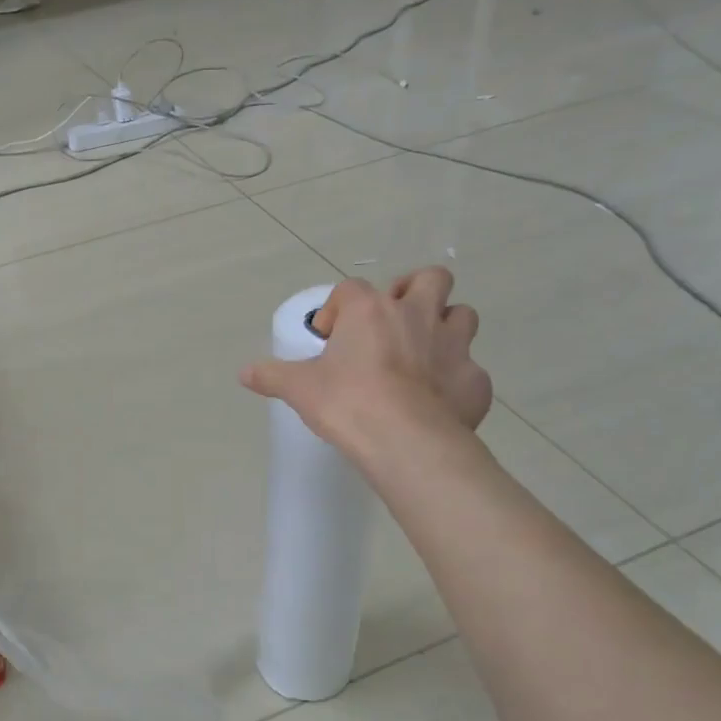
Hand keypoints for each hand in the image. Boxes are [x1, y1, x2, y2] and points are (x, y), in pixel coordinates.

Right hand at [241, 268, 492, 463]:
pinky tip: (438, 401)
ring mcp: (454, 345)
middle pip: (429, 279)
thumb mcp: (299, 389)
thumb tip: (244, 372)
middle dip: (414, 292)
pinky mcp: (475, 380)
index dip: (337, 309)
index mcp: (370, 310)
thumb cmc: (348, 403)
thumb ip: (271, 375)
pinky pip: (470, 370)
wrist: (406, 441)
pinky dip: (456, 379)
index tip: (328, 338)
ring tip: (423, 355)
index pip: (351, 289)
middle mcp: (417, 315)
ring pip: (462, 314)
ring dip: (445, 327)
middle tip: (394, 322)